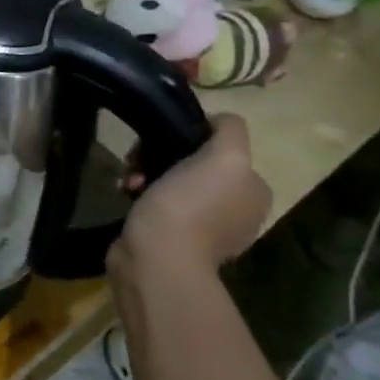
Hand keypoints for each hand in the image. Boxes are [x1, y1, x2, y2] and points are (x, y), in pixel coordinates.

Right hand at [111, 114, 269, 276]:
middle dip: (161, 157)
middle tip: (138, 161)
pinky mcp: (173, 238)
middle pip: (194, 163)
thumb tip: (217, 121)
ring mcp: (204, 226)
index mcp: (253, 189)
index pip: (223, 147)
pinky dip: (140, 195)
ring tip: (128, 180)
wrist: (156, 258)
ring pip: (171, 181)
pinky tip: (125, 194)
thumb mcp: (224, 157)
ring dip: (146, 174)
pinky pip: (156, 203)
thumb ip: (230, 131)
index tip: (164, 141)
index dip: (191, 138)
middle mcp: (235, 208)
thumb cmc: (189, 205)